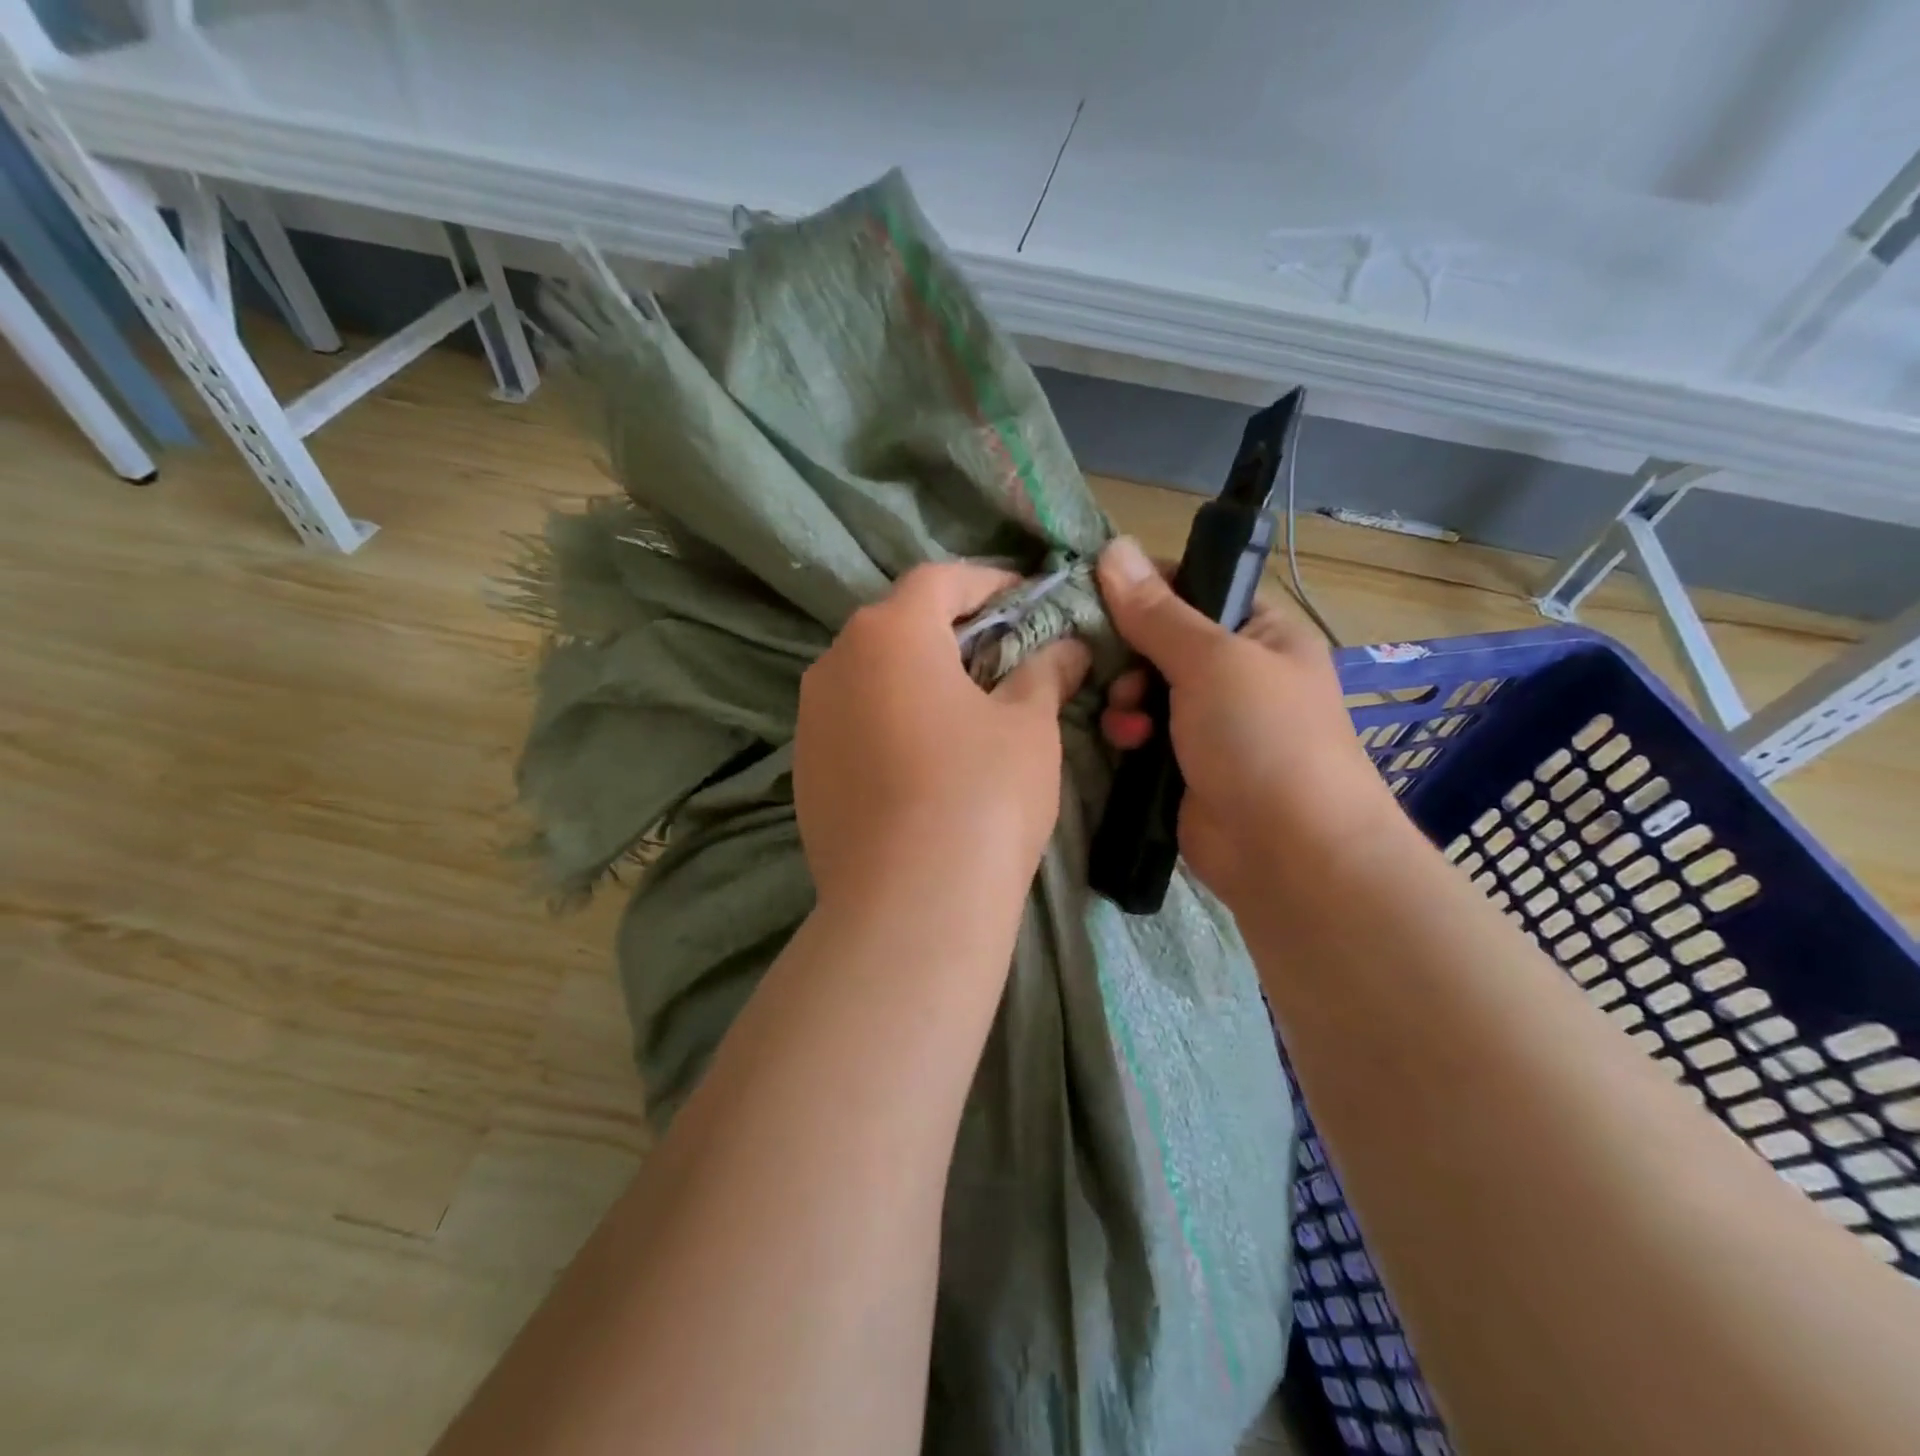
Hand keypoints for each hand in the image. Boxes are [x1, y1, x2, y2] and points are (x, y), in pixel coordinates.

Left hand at [795, 563, 1090, 916]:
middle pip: (898, 626)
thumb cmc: (981, 793)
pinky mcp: (804, 771)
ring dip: (917, 679)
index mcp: (890, 633)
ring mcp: (811, 719)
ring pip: (871, 676)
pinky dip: (888, 722)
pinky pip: (853, 724)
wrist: (909, 904)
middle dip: (952, 631)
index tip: (1025, 600)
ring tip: (964, 711)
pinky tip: (922, 762)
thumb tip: (1068, 648)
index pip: (940, 580)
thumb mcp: (1029, 726)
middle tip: (1001, 656)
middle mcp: (835, 662)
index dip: (988, 582)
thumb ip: (1045, 673)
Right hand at [1096, 537, 1397, 910]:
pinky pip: (1141, 734)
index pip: (1195, 587)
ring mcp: (1208, 722)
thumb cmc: (1263, 738)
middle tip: (1115, 668)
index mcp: (1260, 633)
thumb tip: (1113, 547)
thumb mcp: (1211, 661)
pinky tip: (1128, 745)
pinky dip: (1129, 734)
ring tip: (1128, 718)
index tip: (1096, 593)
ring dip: (1125, 699)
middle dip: (1129, 653)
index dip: (1146, 586)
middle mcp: (1235, 673)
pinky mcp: (1182, 766)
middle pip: (1159, 640)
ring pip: (1143, 690)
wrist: (1288, 853)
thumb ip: (1157, 611)